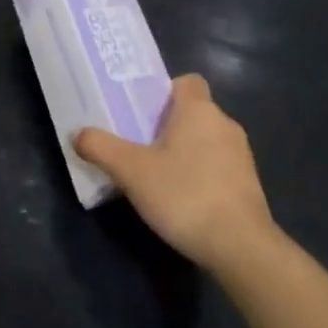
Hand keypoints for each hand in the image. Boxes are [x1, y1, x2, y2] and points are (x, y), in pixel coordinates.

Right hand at [75, 74, 272, 272]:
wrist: (241, 247)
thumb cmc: (184, 195)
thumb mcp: (131, 171)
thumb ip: (101, 148)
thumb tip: (78, 133)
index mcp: (199, 109)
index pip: (187, 81)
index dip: (164, 91)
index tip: (143, 112)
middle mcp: (224, 123)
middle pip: (193, 111)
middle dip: (167, 125)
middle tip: (138, 145)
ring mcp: (241, 154)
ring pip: (206, 139)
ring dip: (185, 151)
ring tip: (157, 175)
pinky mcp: (249, 183)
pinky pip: (218, 165)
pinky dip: (201, 174)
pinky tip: (182, 199)